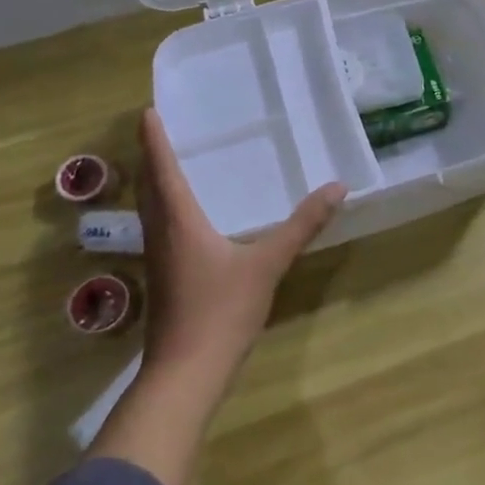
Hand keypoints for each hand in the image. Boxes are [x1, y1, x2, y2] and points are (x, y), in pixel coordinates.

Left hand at [135, 108, 344, 381]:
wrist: (186, 372)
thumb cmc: (222, 311)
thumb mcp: (268, 264)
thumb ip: (301, 225)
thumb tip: (337, 188)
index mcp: (179, 222)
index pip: (162, 169)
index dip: (154, 140)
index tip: (147, 111)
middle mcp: (162, 234)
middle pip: (149, 187)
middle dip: (151, 156)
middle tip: (159, 130)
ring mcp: (158, 259)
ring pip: (151, 209)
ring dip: (155, 183)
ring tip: (170, 163)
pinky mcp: (164, 279)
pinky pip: (160, 228)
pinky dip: (166, 208)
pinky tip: (186, 217)